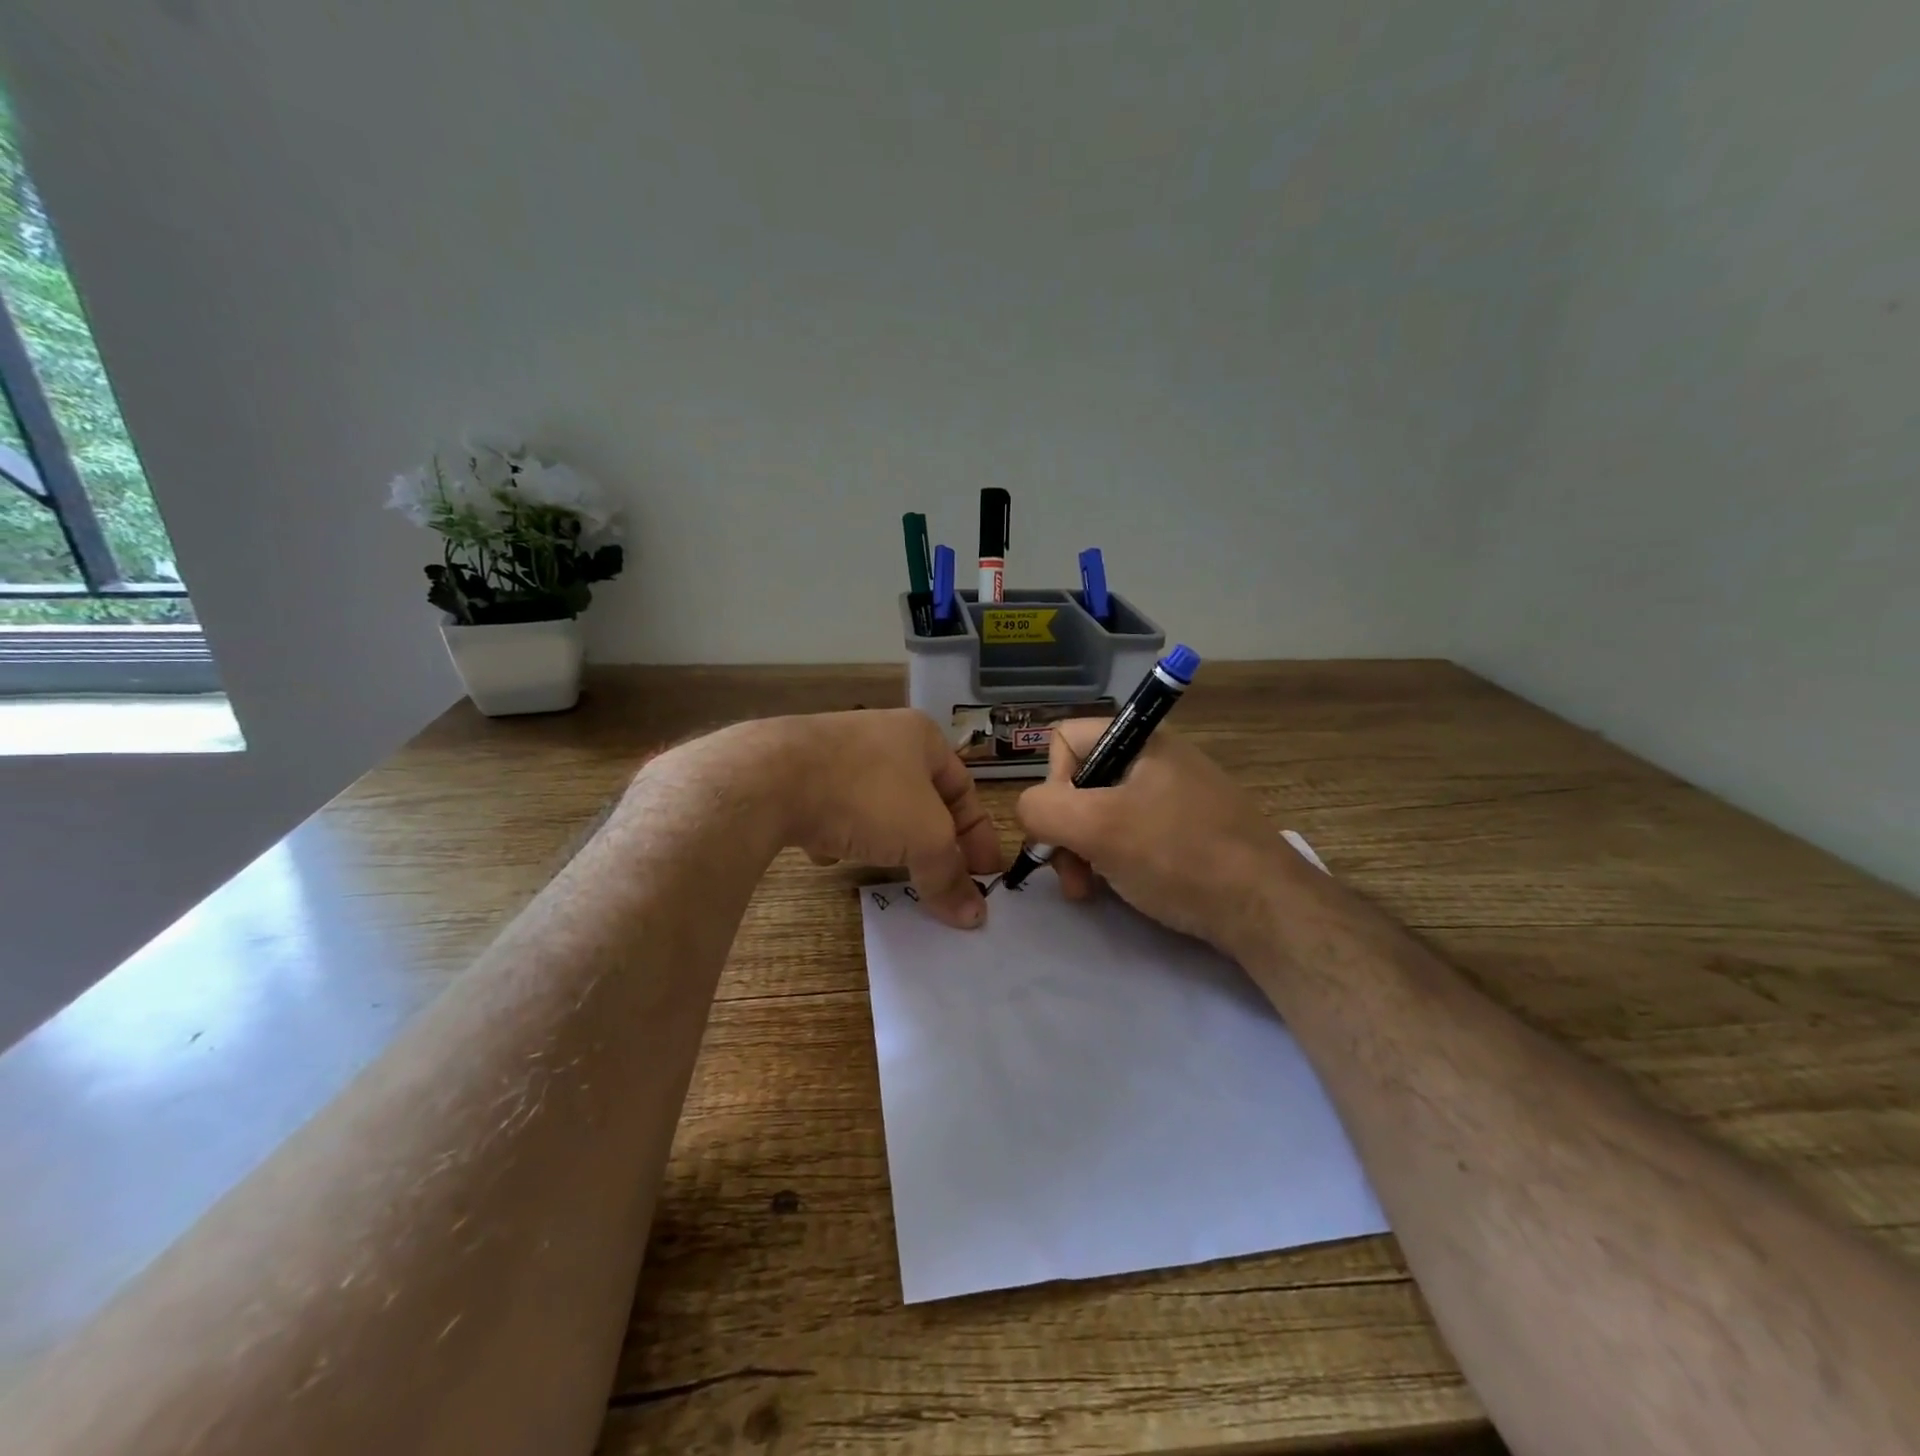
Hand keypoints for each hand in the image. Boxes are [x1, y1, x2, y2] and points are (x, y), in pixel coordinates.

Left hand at [763, 709, 1001, 928]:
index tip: (985, 876)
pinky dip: (839, 833)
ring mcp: (835, 752)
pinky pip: (833, 809)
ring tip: (887, 869)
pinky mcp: (796, 773)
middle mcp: (881, 736)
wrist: (770, 778)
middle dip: (932, 842)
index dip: (979, 834)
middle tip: (942, 880)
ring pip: (876, 805)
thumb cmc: (867, 795)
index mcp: (921, 737)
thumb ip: (950, 875)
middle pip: (921, 799)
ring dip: (886, 838)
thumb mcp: (924, 837)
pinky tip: (829, 853)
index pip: (965, 789)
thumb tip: (974, 917)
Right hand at [1015, 720, 1291, 952]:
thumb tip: (1031, 811)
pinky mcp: (1189, 830)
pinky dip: (1115, 859)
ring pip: (1103, 812)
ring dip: (1085, 851)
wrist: (1267, 908)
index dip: (1052, 783)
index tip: (1065, 826)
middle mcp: (1157, 758)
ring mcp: (1176, 795)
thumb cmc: (1178, 856)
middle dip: (1065, 829)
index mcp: (1141, 740)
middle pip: (1081, 780)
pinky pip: (1133, 833)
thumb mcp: (1097, 828)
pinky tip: (1121, 888)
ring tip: (1090, 889)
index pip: (1064, 739)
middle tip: (1072, 874)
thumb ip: (1043, 809)